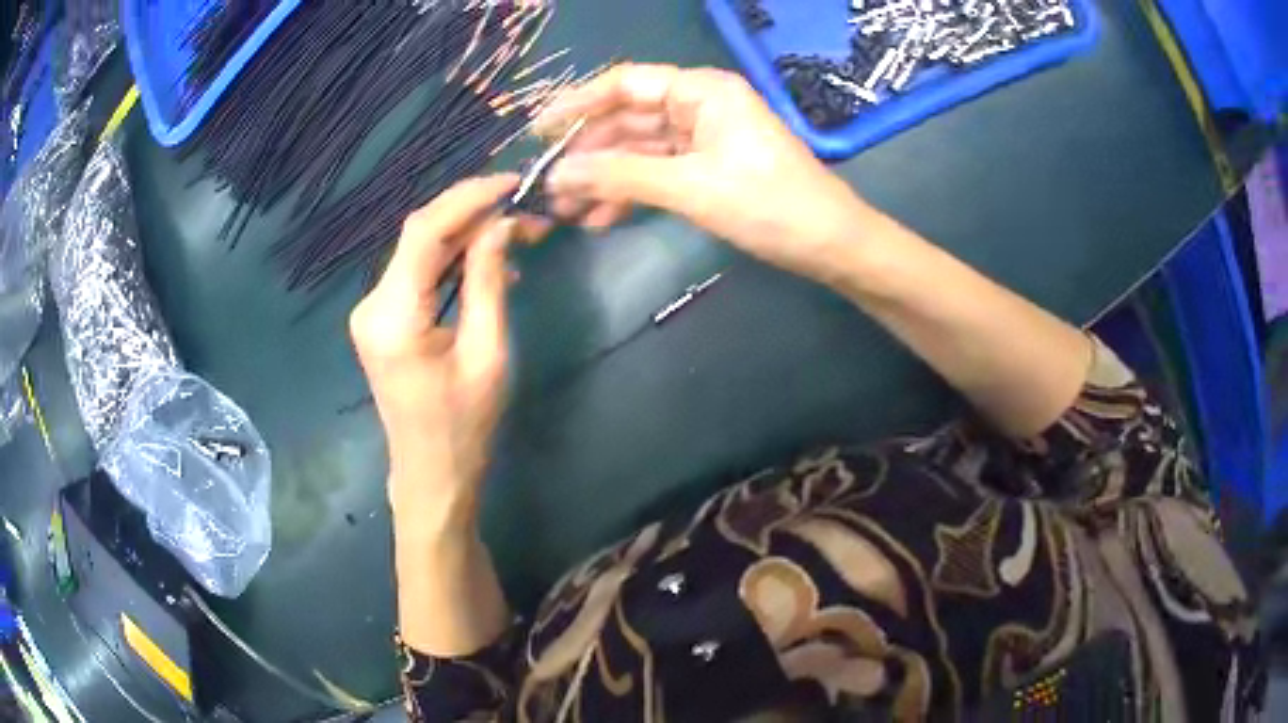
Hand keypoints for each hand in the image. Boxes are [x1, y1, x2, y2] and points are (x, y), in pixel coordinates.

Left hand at [349, 175, 519, 526]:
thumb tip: (502, 225)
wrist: (431, 474)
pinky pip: (419, 275)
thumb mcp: (487, 353)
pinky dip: (454, 262)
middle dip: (474, 216)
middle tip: (528, 213)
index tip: (512, 183)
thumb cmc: (464, 426)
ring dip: (468, 237)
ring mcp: (373, 311)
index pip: (425, 231)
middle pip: (421, 236)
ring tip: (520, 234)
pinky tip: (490, 266)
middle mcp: (372, 304)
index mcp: (393, 316)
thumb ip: (489, 282)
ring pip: (421, 252)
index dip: (469, 198)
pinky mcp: (383, 319)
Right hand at [540, 63, 875, 286]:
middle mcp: (698, 105)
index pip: (624, 84)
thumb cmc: (768, 204)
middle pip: (627, 119)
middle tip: (549, 186)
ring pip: (639, 150)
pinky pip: (657, 172)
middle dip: (588, 153)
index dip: (577, 103)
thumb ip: (621, 176)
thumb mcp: (690, 187)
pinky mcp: (707, 167)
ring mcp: (703, 137)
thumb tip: (558, 174)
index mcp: (700, 91)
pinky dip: (632, 192)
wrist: (829, 244)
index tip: (538, 131)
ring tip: (567, 211)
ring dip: (605, 178)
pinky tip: (602, 217)